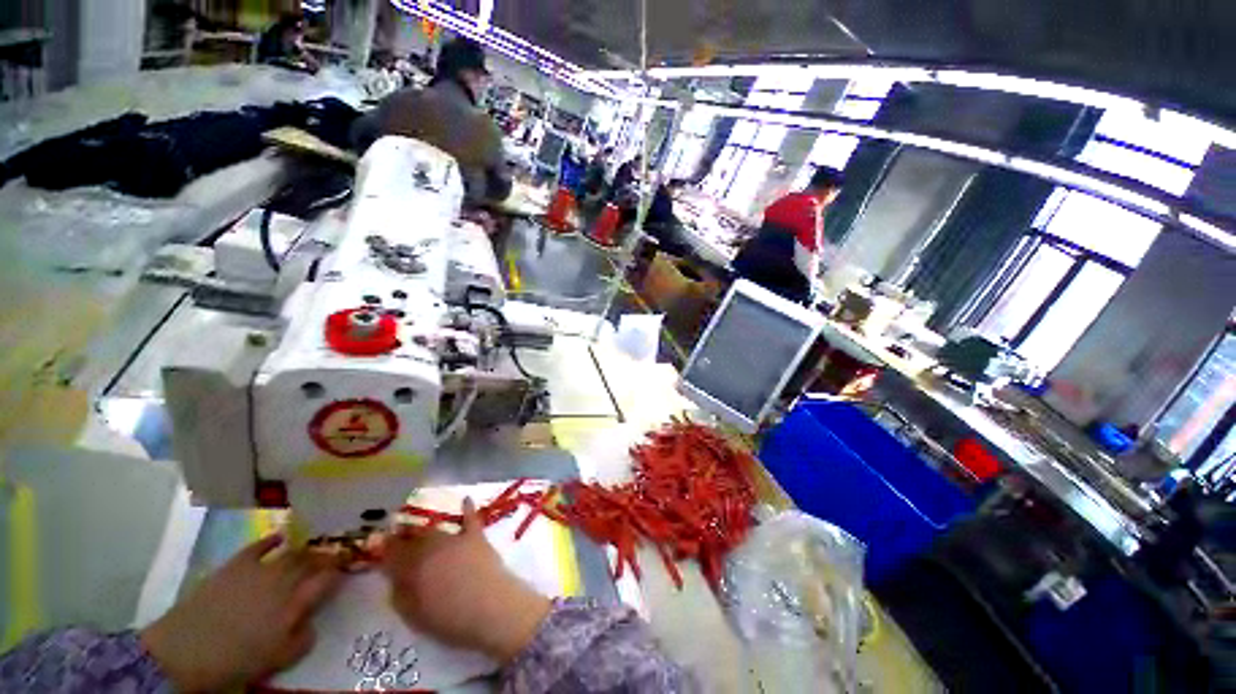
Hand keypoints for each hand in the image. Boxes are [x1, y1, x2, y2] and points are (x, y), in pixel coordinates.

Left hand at [140, 534, 341, 691]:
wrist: (185, 651)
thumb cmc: (235, 661)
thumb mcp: (275, 660)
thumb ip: (301, 640)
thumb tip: (313, 623)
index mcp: (295, 604)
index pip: (327, 580)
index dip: (339, 572)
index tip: (348, 567)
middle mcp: (283, 581)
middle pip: (311, 562)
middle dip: (326, 556)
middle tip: (334, 555)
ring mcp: (259, 570)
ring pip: (291, 553)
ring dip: (305, 549)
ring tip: (312, 549)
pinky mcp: (237, 565)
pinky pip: (259, 546)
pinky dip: (271, 540)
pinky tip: (279, 537)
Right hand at [383, 498, 550, 662]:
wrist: (489, 607)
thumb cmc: (447, 620)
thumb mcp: (412, 614)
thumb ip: (399, 592)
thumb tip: (394, 576)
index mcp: (410, 566)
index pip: (391, 551)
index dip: (383, 548)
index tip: (377, 546)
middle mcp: (430, 546)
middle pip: (412, 536)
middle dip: (403, 536)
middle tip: (399, 540)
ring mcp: (455, 538)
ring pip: (435, 528)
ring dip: (426, 529)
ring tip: (420, 531)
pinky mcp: (477, 536)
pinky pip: (470, 518)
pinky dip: (467, 508)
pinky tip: (465, 499)